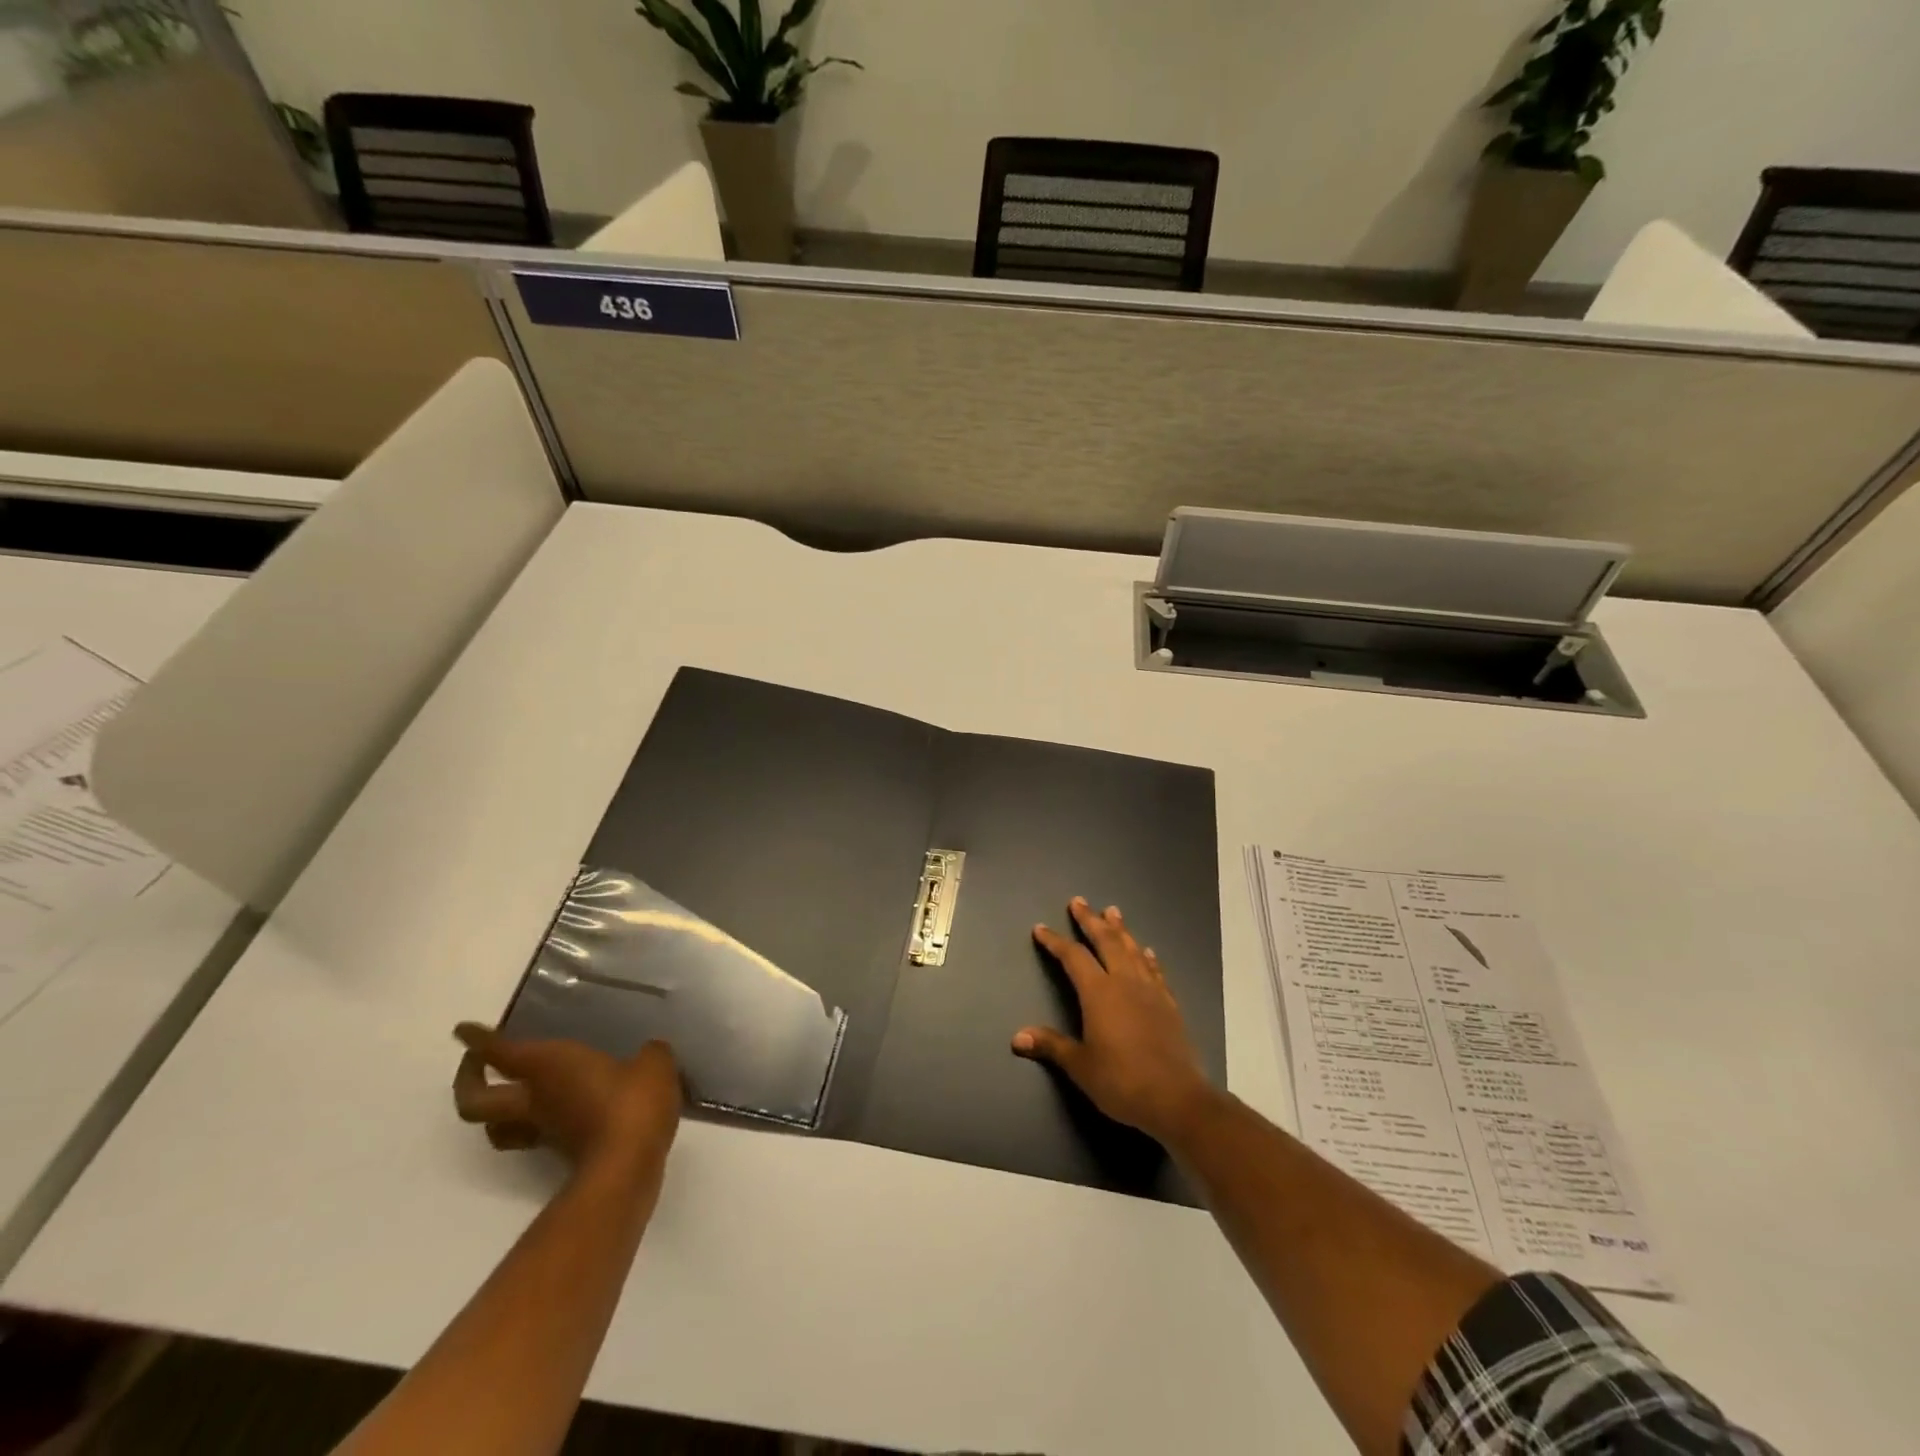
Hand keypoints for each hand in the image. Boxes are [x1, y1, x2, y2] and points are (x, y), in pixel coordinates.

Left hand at [453, 1024, 682, 1175]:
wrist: (628, 1167)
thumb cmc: (631, 1102)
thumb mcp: (653, 1063)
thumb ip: (648, 1053)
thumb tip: (648, 1053)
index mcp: (548, 1067)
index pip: (501, 1052)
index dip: (479, 1040)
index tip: (464, 1030)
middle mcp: (535, 1100)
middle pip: (475, 1101)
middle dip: (468, 1080)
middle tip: (476, 1062)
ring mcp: (545, 1131)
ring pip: (497, 1126)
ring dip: (495, 1110)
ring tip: (513, 1091)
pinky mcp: (561, 1153)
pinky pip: (534, 1134)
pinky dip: (536, 1121)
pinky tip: (564, 1109)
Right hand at [1013, 897, 1218, 1147]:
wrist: (1176, 1098)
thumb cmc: (1122, 1081)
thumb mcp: (1080, 1066)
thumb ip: (1051, 1046)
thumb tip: (1017, 1037)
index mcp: (1099, 993)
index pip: (1073, 957)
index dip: (1056, 942)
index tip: (1042, 929)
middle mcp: (1124, 982)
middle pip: (1105, 941)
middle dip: (1090, 920)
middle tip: (1079, 901)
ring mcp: (1150, 991)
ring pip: (1132, 950)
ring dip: (1120, 929)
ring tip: (1112, 911)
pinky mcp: (1169, 1004)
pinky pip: (1155, 970)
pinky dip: (1147, 957)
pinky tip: (1146, 951)